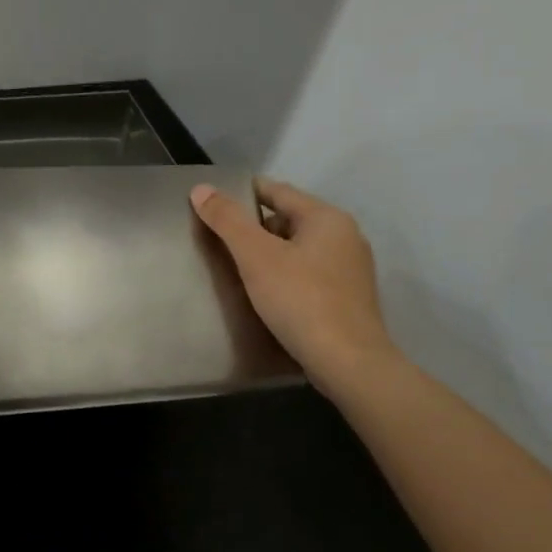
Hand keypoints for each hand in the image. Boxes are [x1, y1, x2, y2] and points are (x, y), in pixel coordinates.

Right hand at [190, 178, 398, 396]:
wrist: (347, 362)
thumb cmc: (300, 300)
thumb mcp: (256, 256)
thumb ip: (228, 221)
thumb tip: (201, 189)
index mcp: (326, 218)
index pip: (278, 191)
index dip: (244, 192)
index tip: (215, 201)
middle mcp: (345, 236)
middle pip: (289, 219)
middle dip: (255, 228)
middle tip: (222, 243)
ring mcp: (351, 268)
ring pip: (299, 249)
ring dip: (271, 254)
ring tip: (240, 271)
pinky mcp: (349, 297)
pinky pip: (309, 273)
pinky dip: (286, 275)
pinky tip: (268, 295)